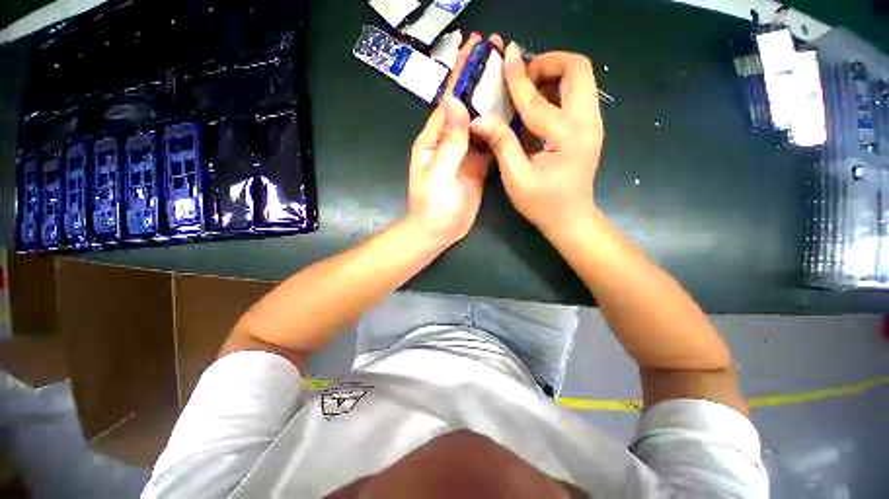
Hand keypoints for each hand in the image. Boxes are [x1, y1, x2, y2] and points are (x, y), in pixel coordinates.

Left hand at [407, 34, 494, 245]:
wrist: (439, 231)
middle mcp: (449, 142)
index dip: (461, 76)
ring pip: (479, 123)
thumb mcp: (438, 173)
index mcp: (434, 139)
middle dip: (479, 81)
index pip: (448, 101)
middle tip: (497, 53)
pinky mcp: (477, 166)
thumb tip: (456, 103)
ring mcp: (464, 154)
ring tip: (510, 77)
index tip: (474, 48)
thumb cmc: (433, 205)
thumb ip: (449, 141)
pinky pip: (489, 143)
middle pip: (466, 107)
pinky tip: (512, 114)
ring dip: (491, 100)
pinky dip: (499, 128)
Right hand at [470, 43, 603, 236]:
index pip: (538, 99)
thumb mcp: (516, 178)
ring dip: (553, 74)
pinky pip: (578, 94)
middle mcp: (588, 123)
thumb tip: (480, 119)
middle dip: (548, 64)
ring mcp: (593, 124)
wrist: (570, 218)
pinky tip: (537, 105)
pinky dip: (557, 89)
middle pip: (578, 70)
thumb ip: (501, 144)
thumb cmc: (542, 204)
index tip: (506, 57)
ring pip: (581, 78)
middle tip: (522, 78)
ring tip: (527, 88)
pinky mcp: (590, 128)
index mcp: (568, 137)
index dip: (518, 78)